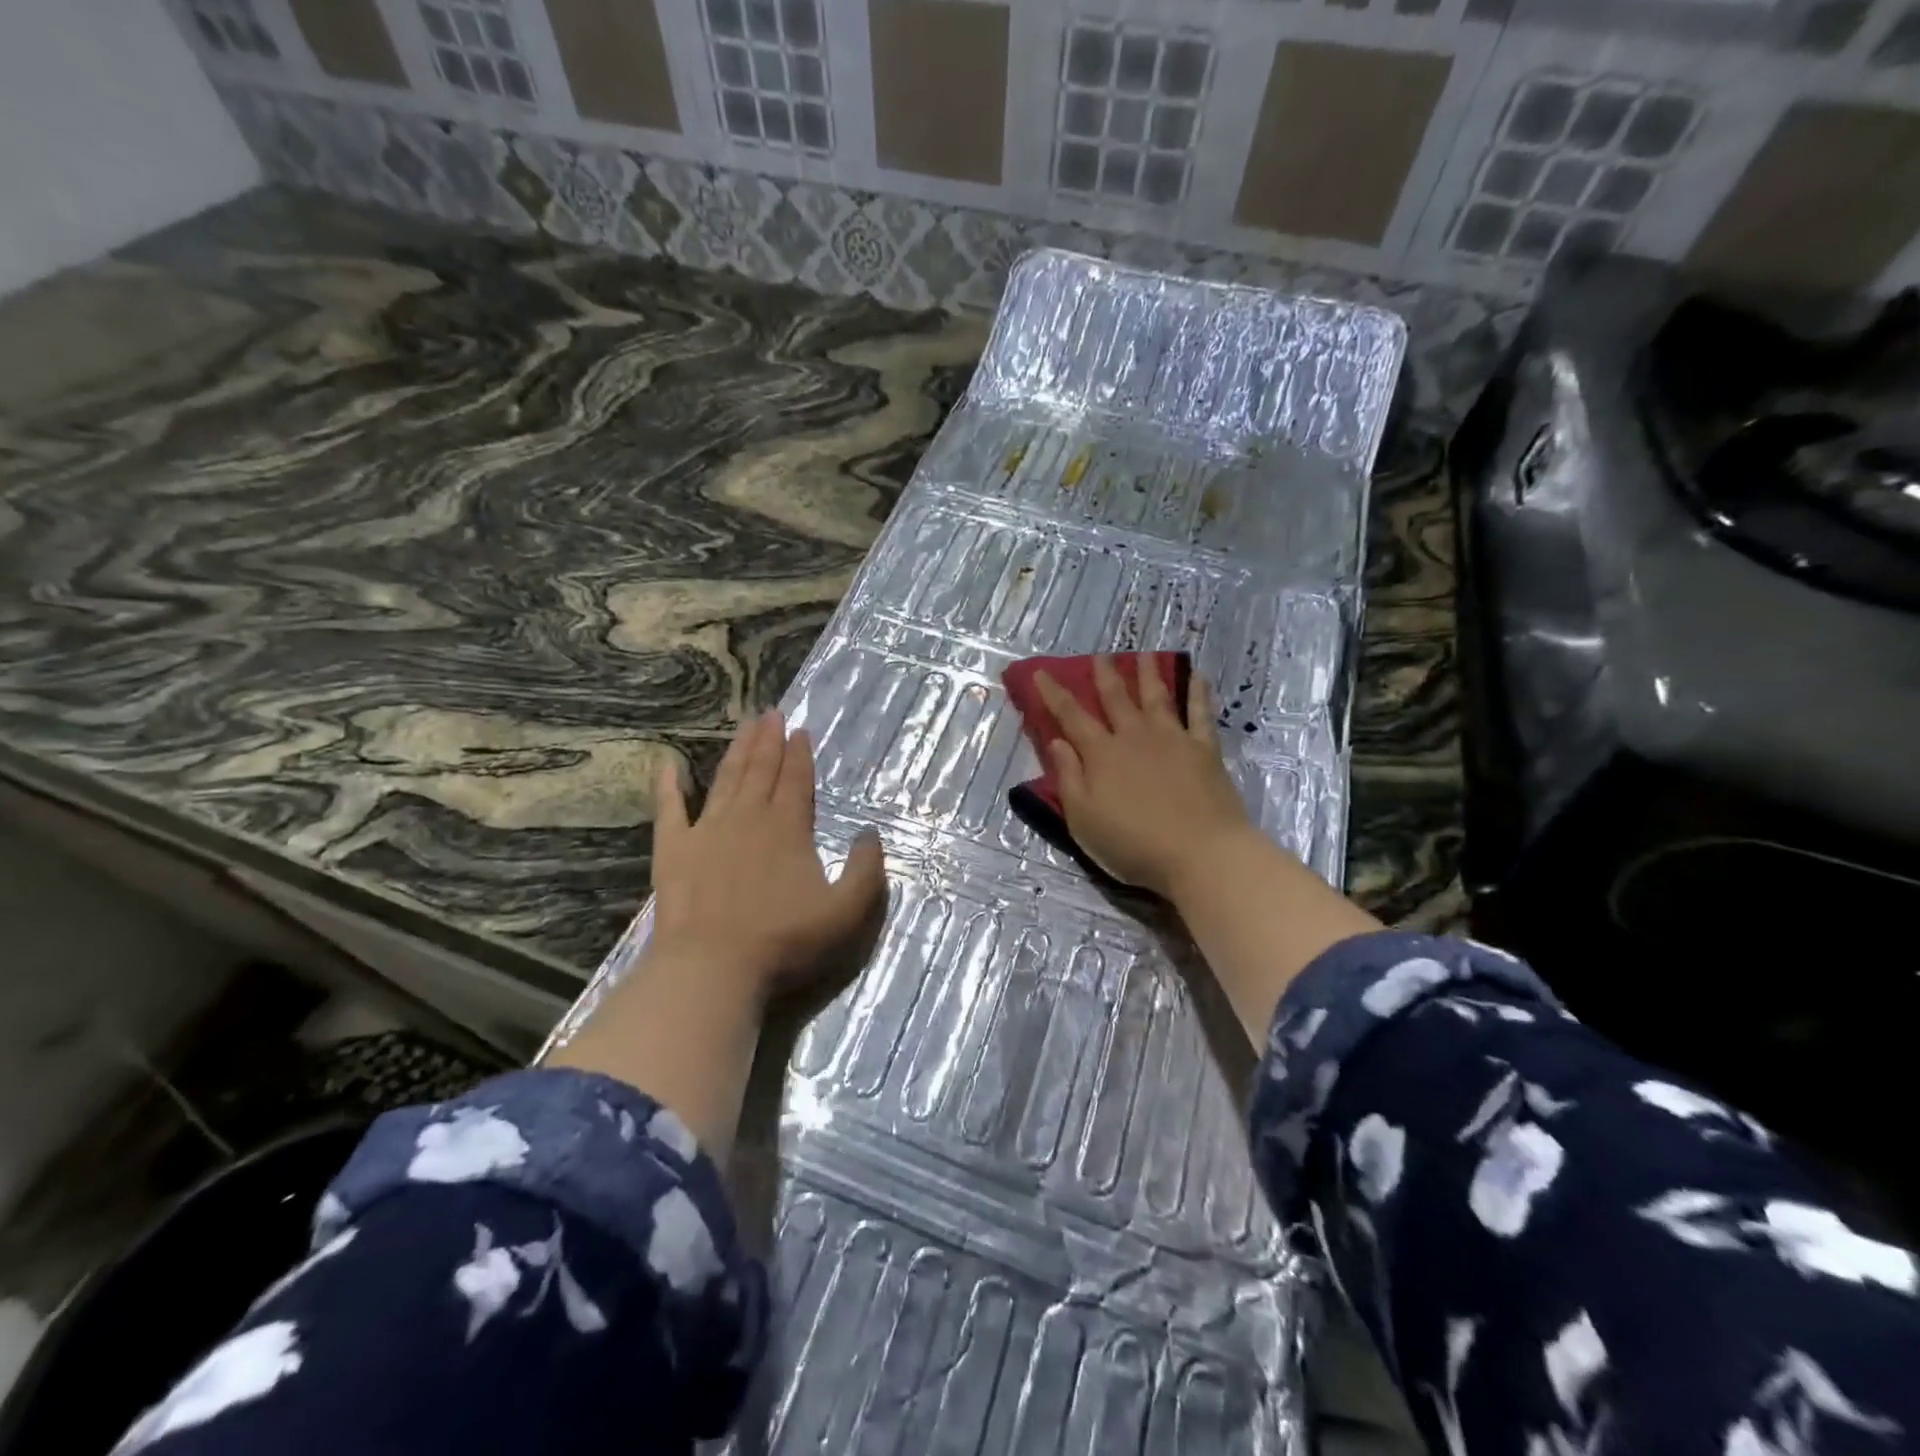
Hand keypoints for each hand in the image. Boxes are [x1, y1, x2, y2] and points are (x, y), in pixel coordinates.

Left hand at [649, 709, 886, 1002]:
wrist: (713, 966)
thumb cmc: (785, 940)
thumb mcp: (846, 912)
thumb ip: (866, 871)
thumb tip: (870, 833)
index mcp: (788, 827)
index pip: (796, 780)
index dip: (800, 754)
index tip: (800, 729)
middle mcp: (749, 818)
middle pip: (761, 770)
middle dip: (769, 740)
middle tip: (771, 712)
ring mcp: (707, 830)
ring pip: (725, 779)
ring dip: (736, 751)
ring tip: (744, 725)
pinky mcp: (674, 849)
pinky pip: (669, 808)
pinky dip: (668, 785)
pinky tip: (667, 763)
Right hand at [1036, 655, 1255, 899]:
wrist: (1200, 853)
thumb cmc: (1134, 844)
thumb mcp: (1084, 820)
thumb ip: (1069, 778)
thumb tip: (1057, 741)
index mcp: (1101, 754)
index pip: (1071, 716)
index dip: (1054, 694)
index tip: (1042, 672)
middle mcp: (1134, 736)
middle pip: (1116, 698)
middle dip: (1104, 675)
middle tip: (1100, 655)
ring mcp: (1172, 739)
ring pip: (1157, 696)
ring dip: (1148, 673)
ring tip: (1144, 653)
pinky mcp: (1204, 749)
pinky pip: (1200, 713)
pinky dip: (1197, 692)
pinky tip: (1196, 675)